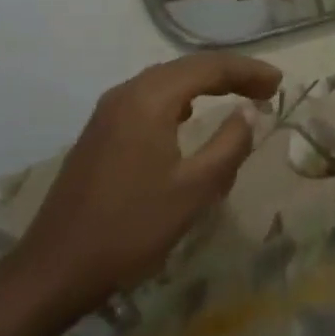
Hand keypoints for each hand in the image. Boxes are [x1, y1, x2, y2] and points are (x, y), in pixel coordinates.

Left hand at [14, 53, 281, 310]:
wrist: (55, 268)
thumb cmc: (131, 228)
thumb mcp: (193, 191)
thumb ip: (228, 146)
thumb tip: (249, 113)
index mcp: (149, 99)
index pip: (208, 67)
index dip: (247, 71)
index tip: (278, 84)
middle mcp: (126, 92)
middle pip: (186, 68)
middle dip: (228, 74)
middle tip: (265, 89)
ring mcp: (107, 111)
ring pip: (165, 82)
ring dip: (203, 85)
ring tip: (235, 96)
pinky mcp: (99, 132)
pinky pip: (147, 100)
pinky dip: (178, 100)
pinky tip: (187, 117)